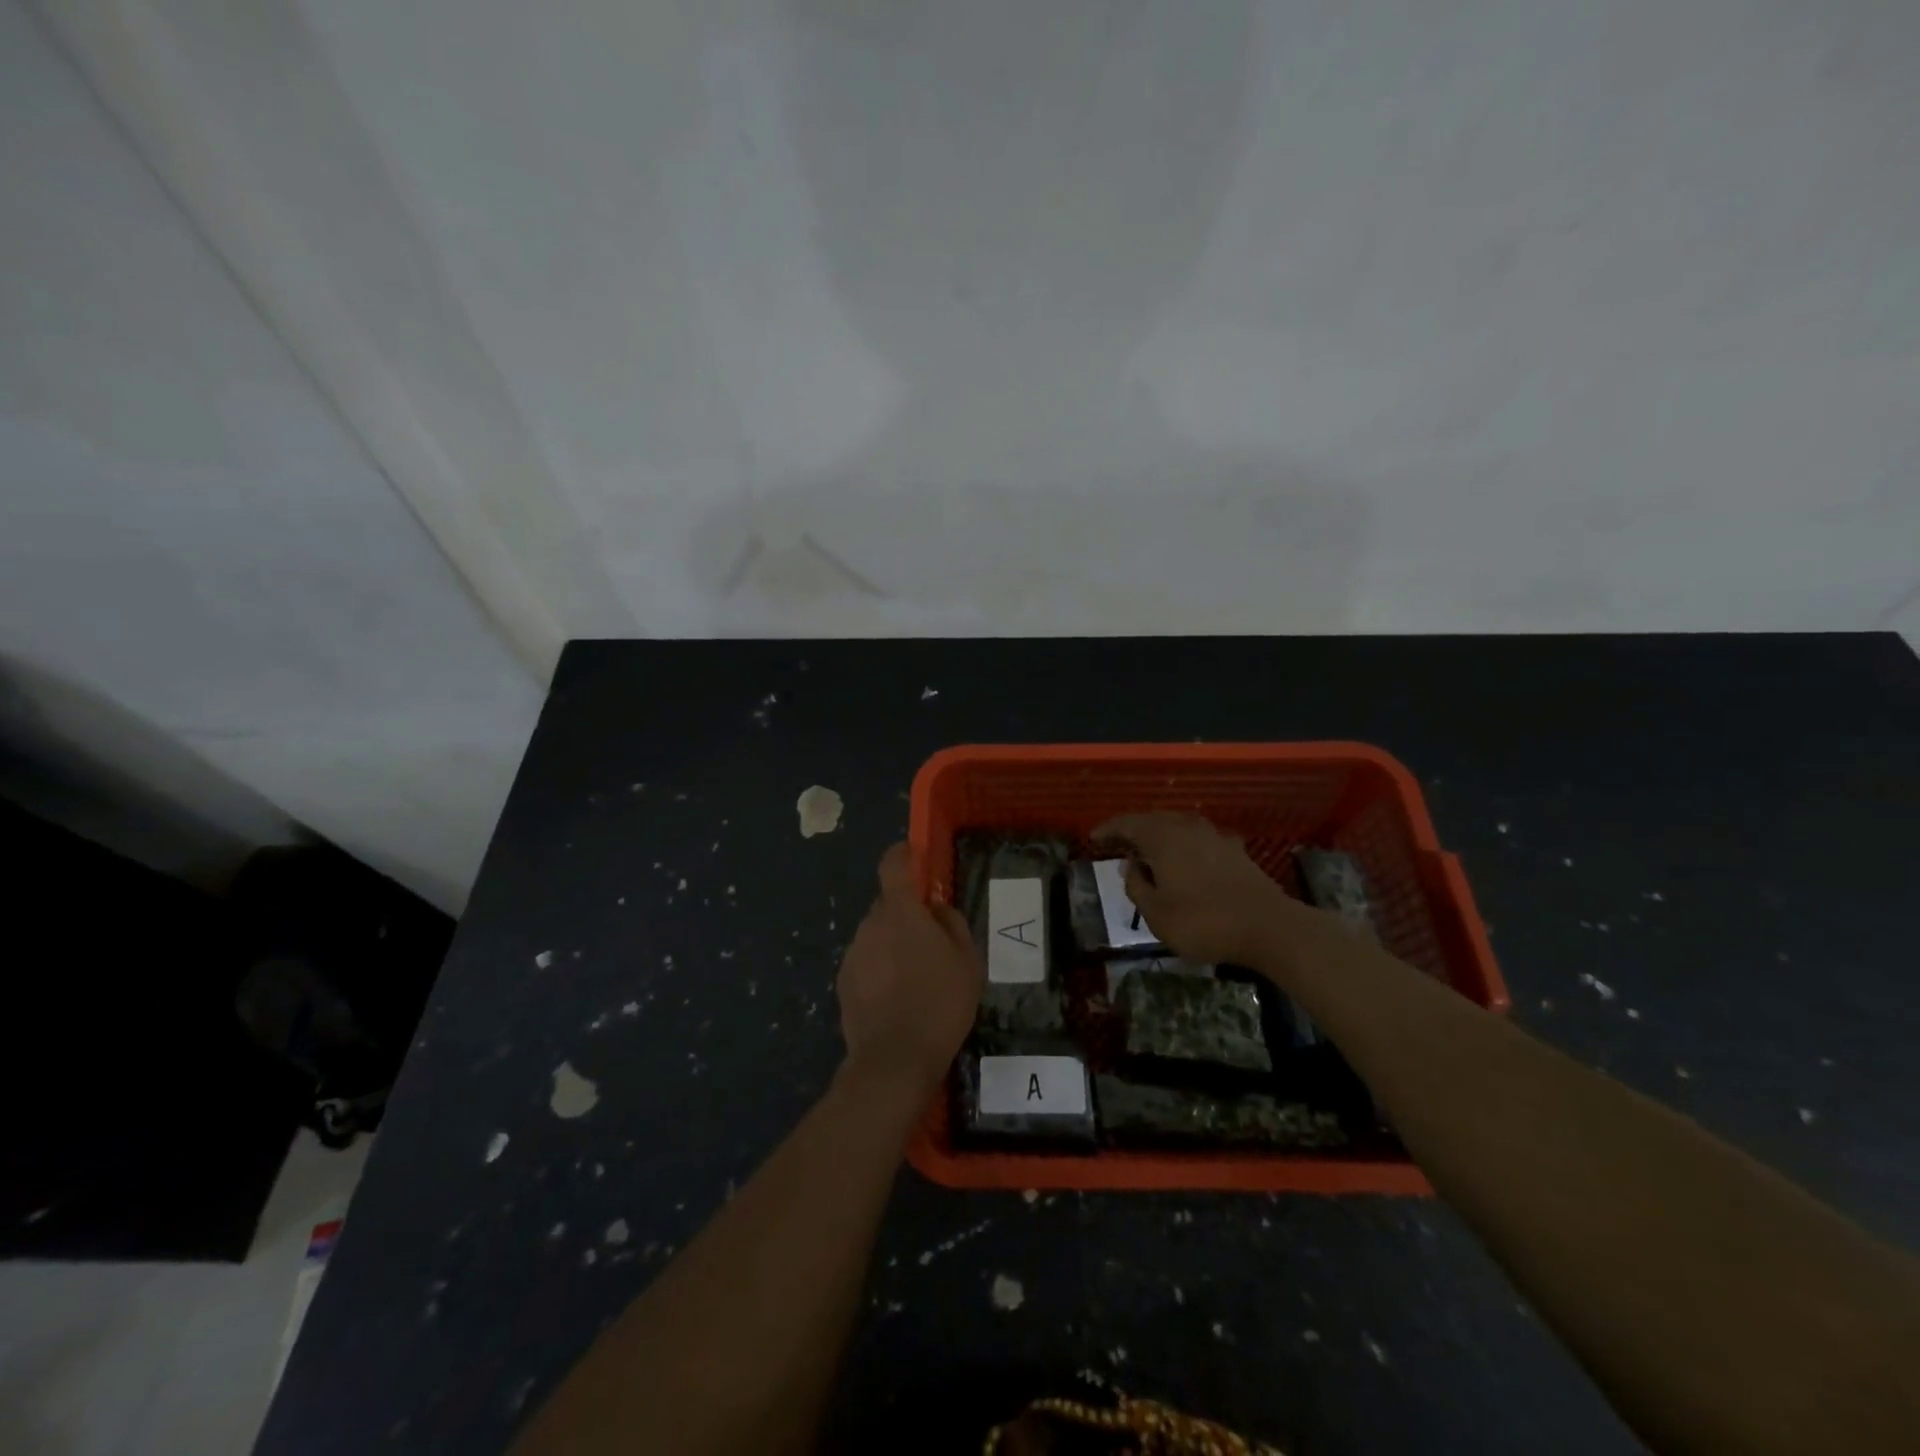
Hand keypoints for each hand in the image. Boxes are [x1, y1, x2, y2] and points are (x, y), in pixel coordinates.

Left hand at [836, 843, 982, 1094]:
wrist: (894, 1060)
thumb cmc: (940, 1004)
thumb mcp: (967, 962)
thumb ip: (951, 924)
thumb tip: (935, 909)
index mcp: (900, 912)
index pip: (892, 865)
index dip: (902, 855)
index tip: (912, 856)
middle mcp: (870, 925)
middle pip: (887, 905)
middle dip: (905, 913)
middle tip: (930, 941)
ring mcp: (853, 953)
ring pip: (876, 935)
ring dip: (892, 944)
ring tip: (916, 977)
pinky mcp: (843, 982)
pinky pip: (866, 961)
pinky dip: (879, 969)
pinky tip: (897, 998)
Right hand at [1092, 812, 1293, 964]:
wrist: (1269, 927)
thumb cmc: (1203, 922)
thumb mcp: (1156, 913)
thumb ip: (1137, 886)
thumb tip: (1130, 866)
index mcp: (1163, 838)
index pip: (1128, 823)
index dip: (1108, 830)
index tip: (1093, 839)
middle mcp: (1187, 827)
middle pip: (1153, 820)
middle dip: (1133, 830)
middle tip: (1117, 844)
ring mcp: (1215, 836)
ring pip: (1179, 826)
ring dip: (1160, 836)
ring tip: (1148, 852)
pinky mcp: (1235, 851)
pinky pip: (1199, 839)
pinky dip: (1184, 845)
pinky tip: (1185, 860)